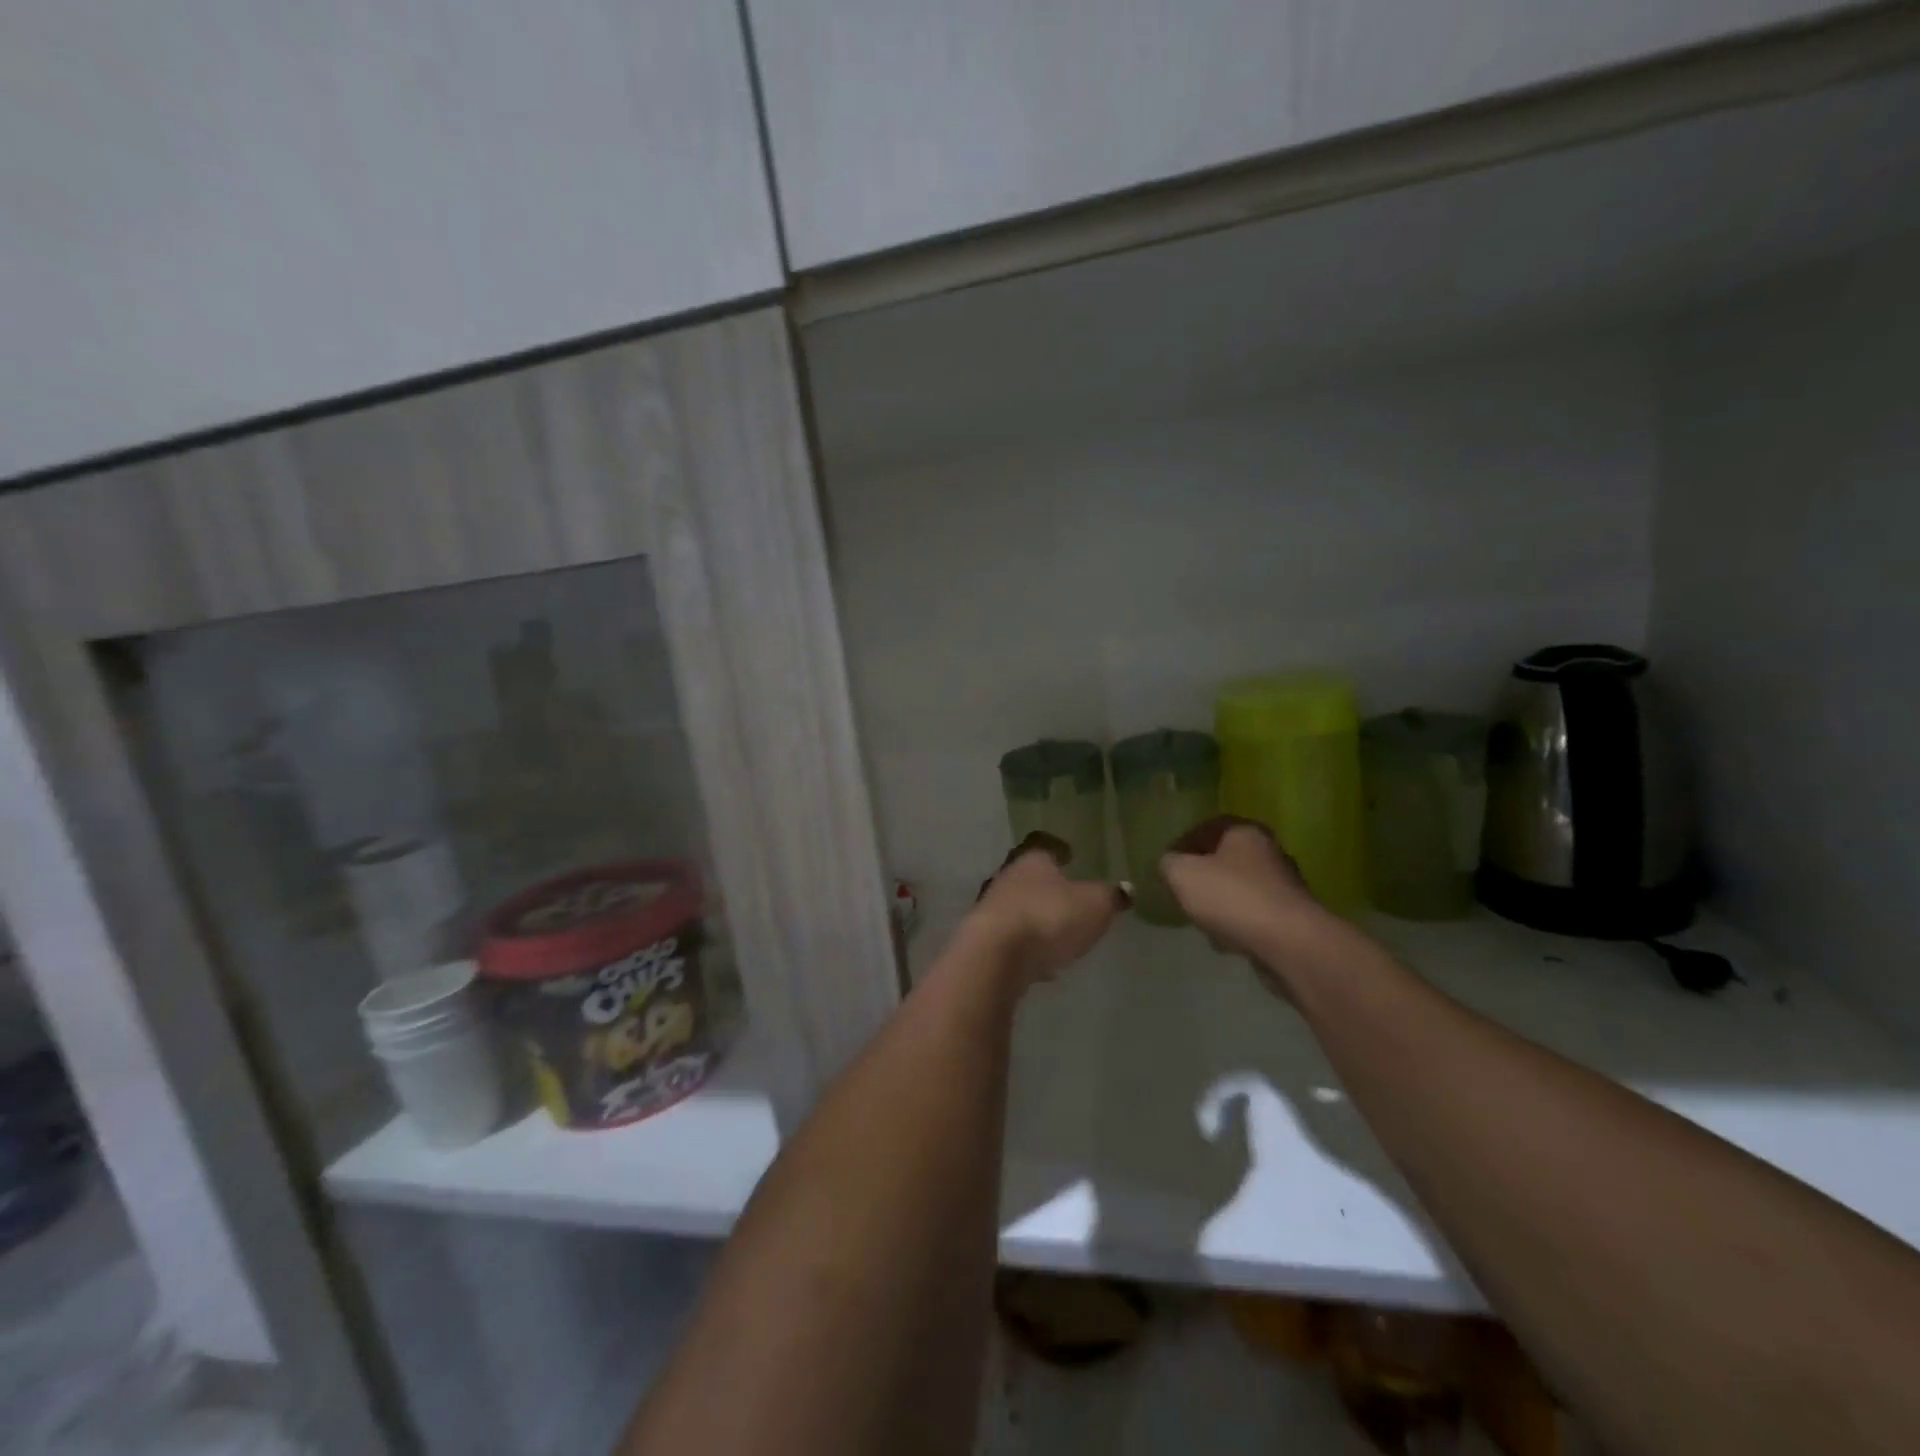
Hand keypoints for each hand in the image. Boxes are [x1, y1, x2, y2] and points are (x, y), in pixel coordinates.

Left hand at [963, 833, 1127, 990]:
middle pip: (1030, 878)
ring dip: (1037, 919)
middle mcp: (1008, 877)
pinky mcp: (984, 941)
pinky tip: (1041, 963)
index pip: (1048, 849)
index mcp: (1034, 860)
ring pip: (1020, 908)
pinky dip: (1026, 948)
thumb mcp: (1094, 905)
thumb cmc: (1049, 917)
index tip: (1071, 857)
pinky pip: (1012, 940)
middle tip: (1069, 899)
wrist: (995, 956)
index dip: (1062, 853)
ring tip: (1059, 935)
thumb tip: (1126, 888)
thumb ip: (1111, 896)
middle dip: (1048, 888)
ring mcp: (992, 909)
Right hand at [1161, 817, 1325, 990]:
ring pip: (1239, 888)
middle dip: (1203, 875)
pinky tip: (1226, 940)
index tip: (1167, 864)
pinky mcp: (1291, 917)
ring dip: (1220, 902)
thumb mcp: (1182, 874)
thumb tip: (1169, 863)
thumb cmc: (1232, 897)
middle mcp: (1269, 851)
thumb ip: (1168, 863)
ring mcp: (1284, 885)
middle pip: (1225, 858)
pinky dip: (1238, 923)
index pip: (1207, 827)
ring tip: (1201, 920)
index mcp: (1244, 832)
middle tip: (1182, 891)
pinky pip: (1254, 914)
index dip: (1183, 843)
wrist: (1288, 943)